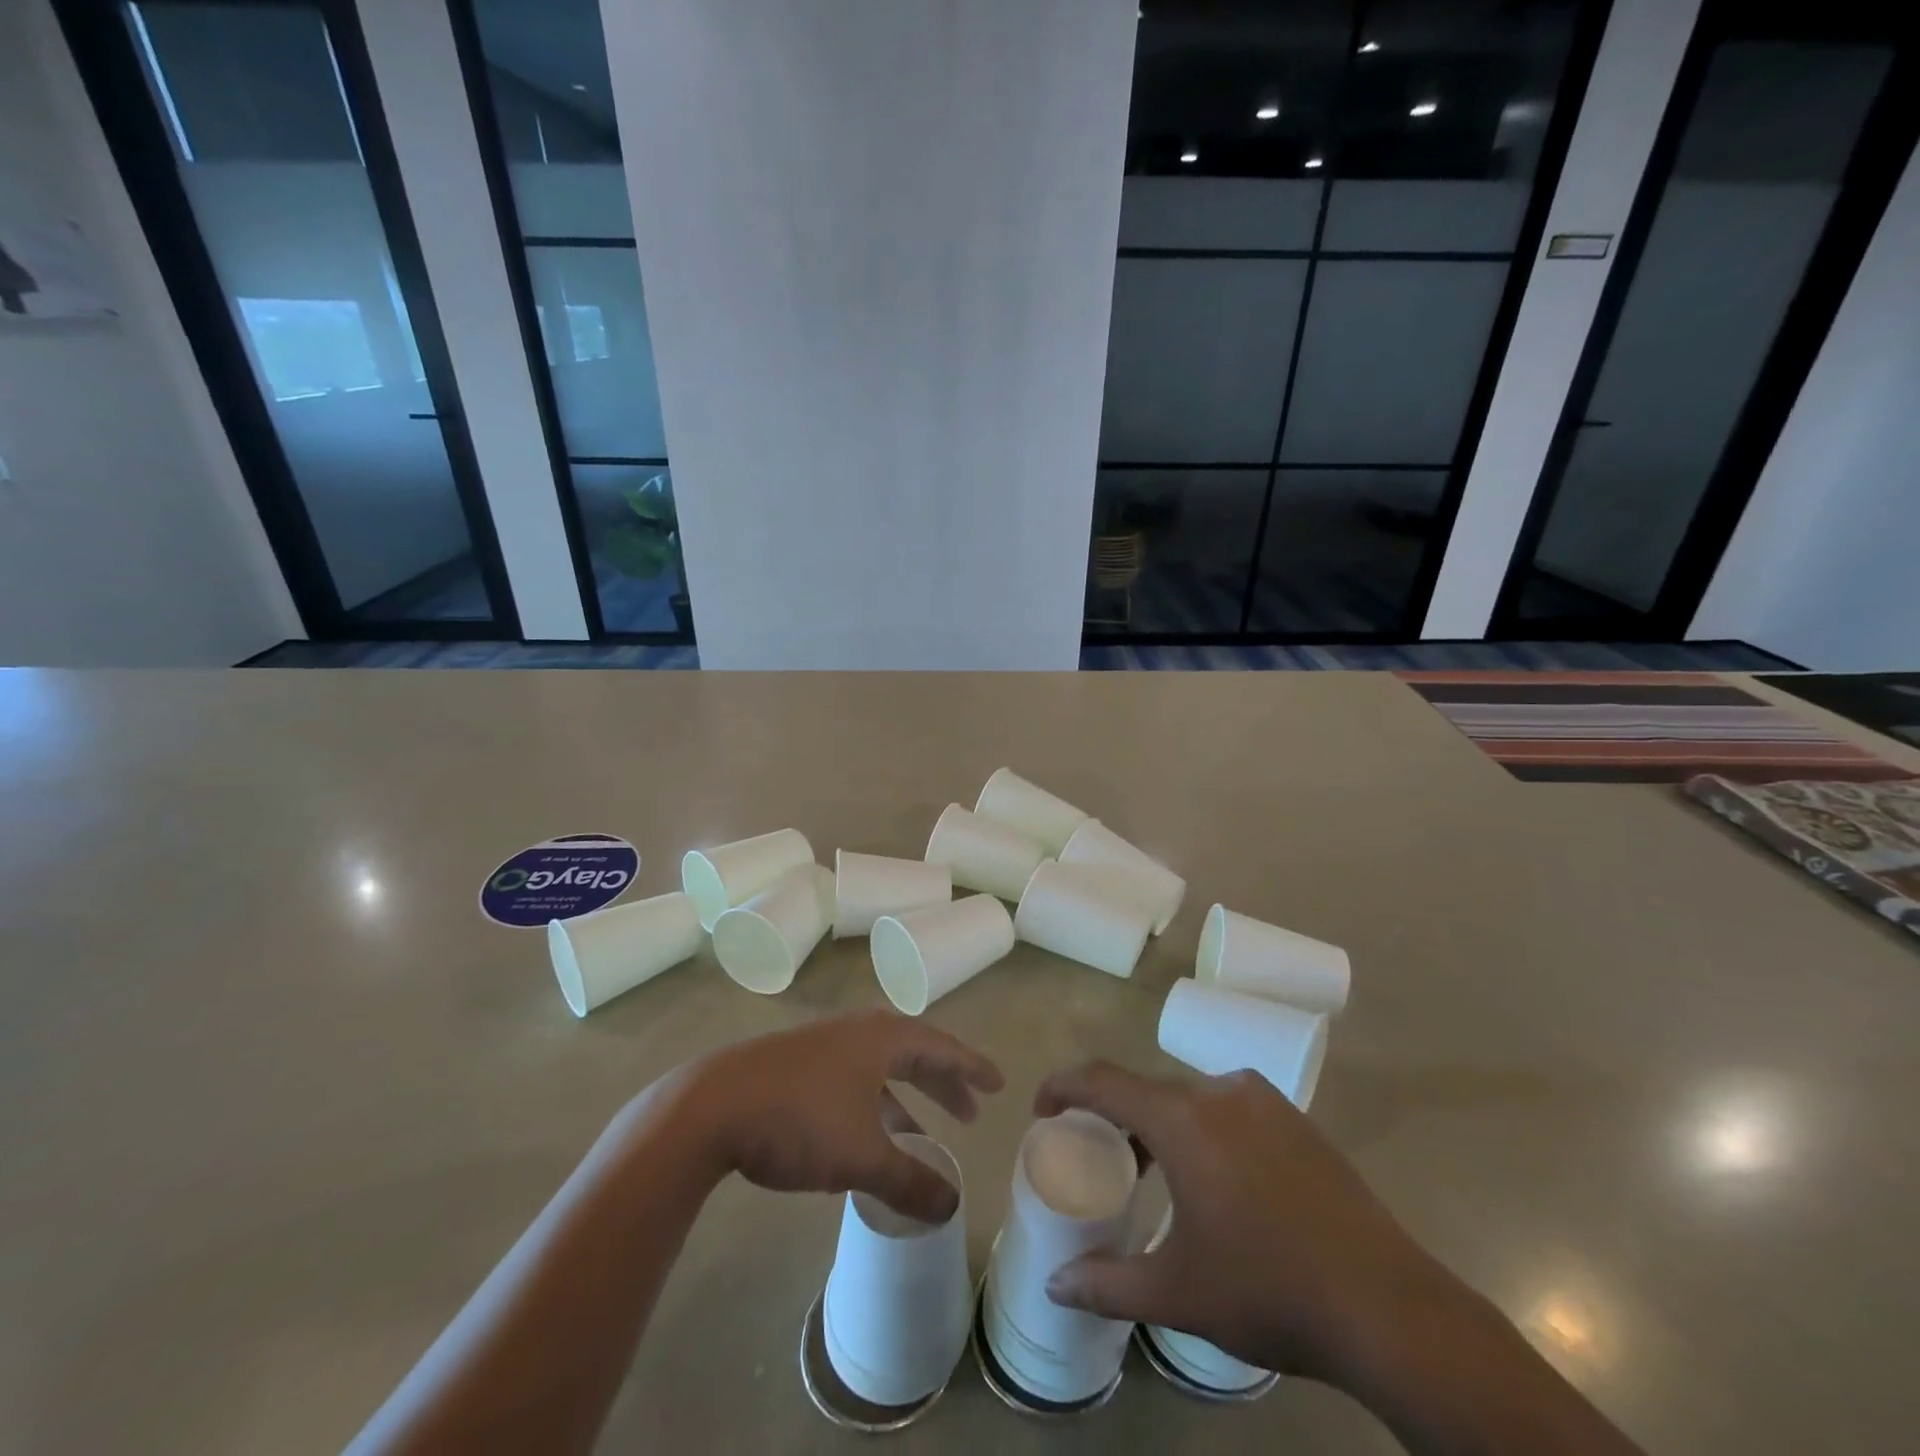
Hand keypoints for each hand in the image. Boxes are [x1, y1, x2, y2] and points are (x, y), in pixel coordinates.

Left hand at [671, 1010, 1003, 1224]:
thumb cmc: (799, 1119)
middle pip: (912, 1053)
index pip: (940, 1046)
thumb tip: (952, 1207)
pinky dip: (870, 1104)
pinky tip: (862, 1137)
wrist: (710, 1106)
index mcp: (881, 1038)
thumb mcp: (861, 1156)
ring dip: (904, 1098)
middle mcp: (856, 1032)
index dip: (970, 1067)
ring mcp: (821, 1045)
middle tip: (969, 1112)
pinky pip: (850, 1079)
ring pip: (877, 1068)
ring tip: (918, 1136)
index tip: (997, 1083)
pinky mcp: (794, 1064)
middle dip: (942, 1083)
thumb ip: (909, 1180)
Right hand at [1034, 1062, 1461, 1386]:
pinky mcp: (1296, 1119)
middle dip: (1113, 1115)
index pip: (1104, 1081)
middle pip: (1147, 1090)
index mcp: (1183, 1120)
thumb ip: (1106, 1283)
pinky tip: (1217, 1179)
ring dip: (1160, 1124)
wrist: (1389, 1308)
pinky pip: (1228, 1107)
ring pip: (1189, 1098)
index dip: (1064, 1086)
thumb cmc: (1269, 1291)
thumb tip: (1054, 1285)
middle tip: (1098, 1156)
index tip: (1042, 1109)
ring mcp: (1263, 1101)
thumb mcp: (1178, 1293)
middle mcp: (1219, 1092)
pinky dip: (1202, 1128)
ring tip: (1154, 1174)